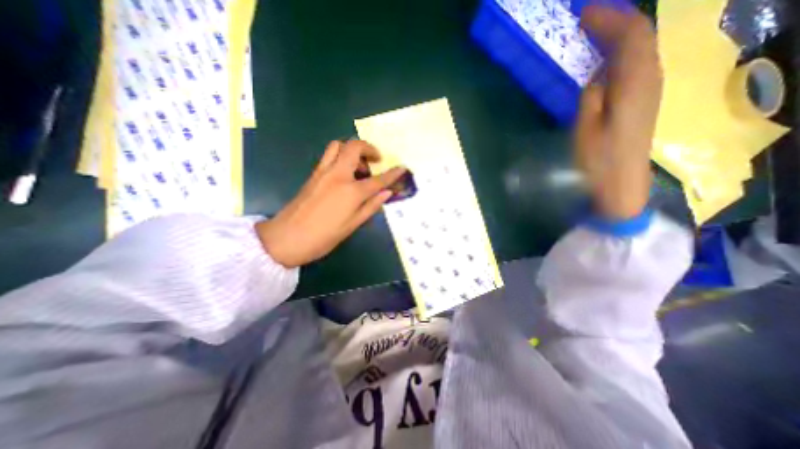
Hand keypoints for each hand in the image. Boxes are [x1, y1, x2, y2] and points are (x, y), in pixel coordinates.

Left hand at [256, 141, 407, 266]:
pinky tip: (345, 173)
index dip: (392, 174)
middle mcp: (337, 175)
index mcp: (351, 191)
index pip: (377, 179)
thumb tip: (387, 193)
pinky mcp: (313, 174)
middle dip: (369, 148)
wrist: (287, 238)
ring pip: (338, 146)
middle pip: (354, 147)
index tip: (403, 168)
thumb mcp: (352, 225)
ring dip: (353, 150)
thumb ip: (371, 206)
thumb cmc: (323, 237)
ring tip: (359, 167)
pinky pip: (329, 155)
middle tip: (376, 160)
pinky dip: (341, 156)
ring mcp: (323, 172)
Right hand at [575, 5, 662, 219]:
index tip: (584, 14)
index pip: (630, 37)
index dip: (609, 20)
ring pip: (642, 49)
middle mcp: (650, 81)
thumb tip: (597, 78)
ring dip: (620, 36)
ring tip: (596, 34)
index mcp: (634, 86)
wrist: (620, 184)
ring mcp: (650, 91)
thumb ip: (592, 99)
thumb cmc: (598, 161)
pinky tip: (607, 60)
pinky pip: (639, 65)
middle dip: (617, 22)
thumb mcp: (585, 131)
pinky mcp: (644, 102)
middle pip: (642, 37)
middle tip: (589, 20)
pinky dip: (623, 53)